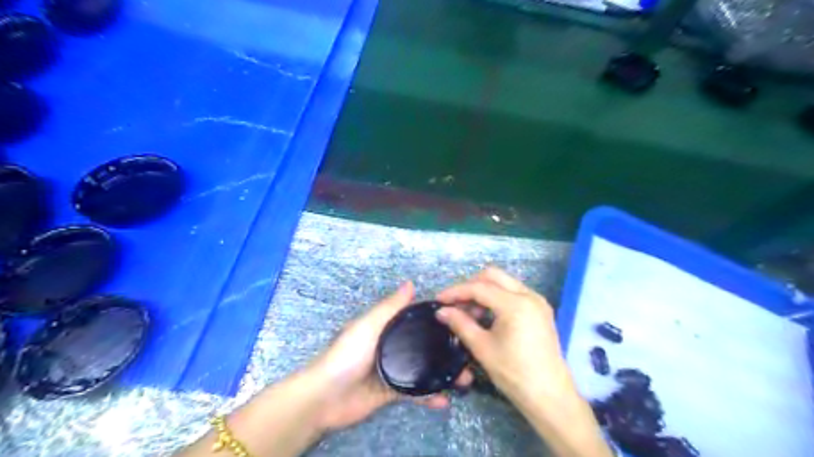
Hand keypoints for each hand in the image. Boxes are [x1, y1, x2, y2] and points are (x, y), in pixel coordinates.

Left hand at [309, 283, 474, 432]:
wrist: (325, 397)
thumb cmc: (347, 354)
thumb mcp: (368, 325)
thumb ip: (390, 308)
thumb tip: (411, 283)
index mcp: (387, 328)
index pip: (417, 320)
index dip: (438, 319)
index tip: (463, 319)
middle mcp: (393, 346)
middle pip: (425, 346)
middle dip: (446, 349)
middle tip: (470, 352)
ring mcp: (394, 370)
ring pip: (424, 370)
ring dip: (443, 374)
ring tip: (465, 378)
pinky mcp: (392, 392)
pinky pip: (415, 393)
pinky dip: (429, 397)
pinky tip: (445, 400)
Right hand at [436, 269, 613, 455]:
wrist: (550, 396)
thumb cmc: (514, 373)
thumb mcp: (482, 348)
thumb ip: (460, 324)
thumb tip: (441, 311)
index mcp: (515, 304)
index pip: (479, 288)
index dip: (456, 292)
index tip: (439, 300)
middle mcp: (529, 295)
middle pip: (493, 276)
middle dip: (470, 286)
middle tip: (455, 304)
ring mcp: (537, 301)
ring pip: (503, 283)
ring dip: (483, 292)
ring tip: (469, 313)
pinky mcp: (540, 310)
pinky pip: (513, 293)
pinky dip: (496, 298)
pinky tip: (486, 316)